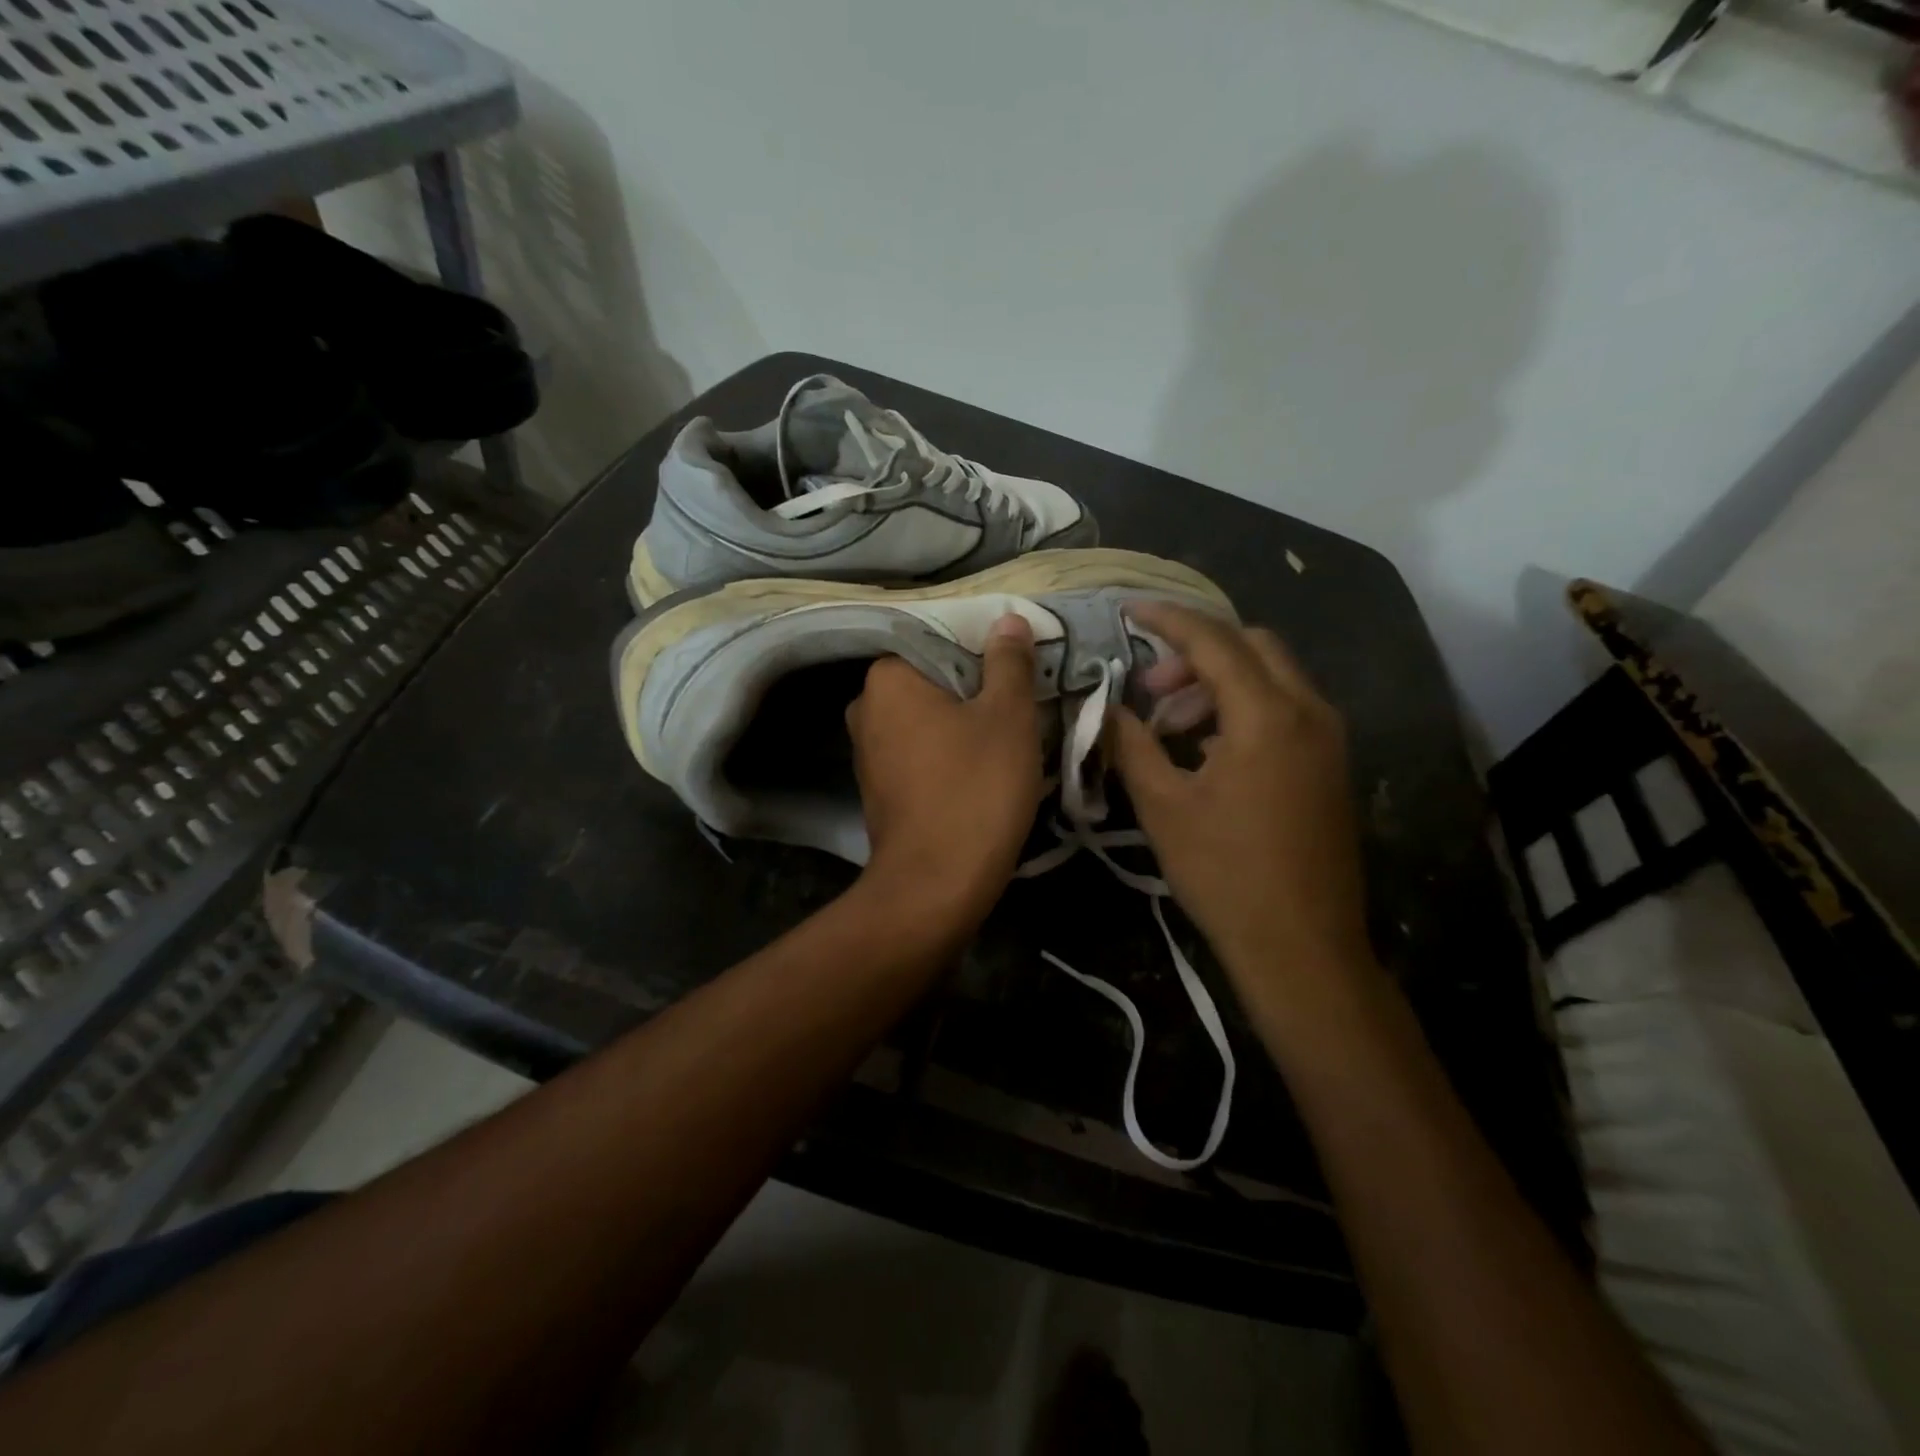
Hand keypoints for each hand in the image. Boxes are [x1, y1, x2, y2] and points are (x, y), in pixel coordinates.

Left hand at [846, 613, 1043, 931]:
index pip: (938, 638)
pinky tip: (980, 768)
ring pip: (926, 717)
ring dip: (963, 721)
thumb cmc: (976, 788)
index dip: (984, 650)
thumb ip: (1009, 662)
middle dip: (975, 688)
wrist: (936, 884)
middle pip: (932, 680)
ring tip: (1008, 733)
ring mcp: (867, 751)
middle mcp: (865, 707)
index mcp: (888, 678)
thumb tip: (1007, 620)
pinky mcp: (878, 787)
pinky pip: (919, 751)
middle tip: (1020, 701)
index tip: (1019, 669)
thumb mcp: (1008, 716)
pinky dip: (947, 751)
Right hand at [1109, 603, 1371, 1013]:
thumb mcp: (1163, 805)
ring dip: (1218, 682)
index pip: (1212, 640)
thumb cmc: (1224, 873)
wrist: (1301, 945)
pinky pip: (1285, 708)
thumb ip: (1130, 743)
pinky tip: (1207, 750)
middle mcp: (1308, 711)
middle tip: (1150, 688)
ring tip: (1171, 726)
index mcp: (1266, 715)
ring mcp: (1328, 738)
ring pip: (1271, 676)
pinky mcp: (1330, 764)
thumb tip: (1105, 707)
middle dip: (1195, 652)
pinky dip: (1243, 708)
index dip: (1166, 619)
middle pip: (1251, 645)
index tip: (1127, 610)